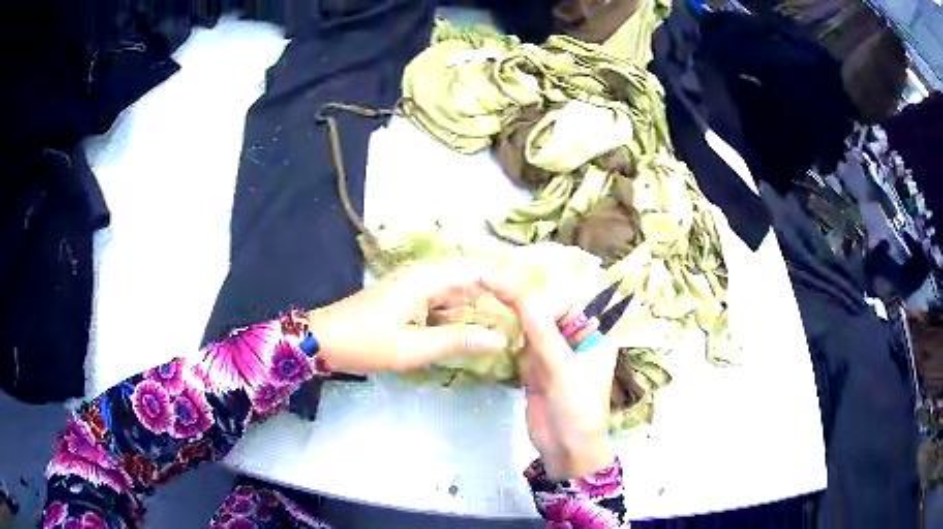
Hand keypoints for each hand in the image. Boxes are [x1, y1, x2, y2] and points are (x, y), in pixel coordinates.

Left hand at [306, 260, 506, 373]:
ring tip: (501, 326)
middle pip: (465, 282)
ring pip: (452, 295)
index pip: (474, 272)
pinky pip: (437, 304)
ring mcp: (410, 288)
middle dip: (491, 298)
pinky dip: (453, 317)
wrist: (322, 340)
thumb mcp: (414, 347)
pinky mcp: (403, 301)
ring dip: (473, 310)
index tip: (526, 299)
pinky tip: (467, 332)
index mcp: (425, 280)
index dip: (502, 281)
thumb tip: (498, 338)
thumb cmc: (366, 343)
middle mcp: (420, 277)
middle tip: (519, 318)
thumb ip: (457, 340)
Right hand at [481, 276, 615, 479]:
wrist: (566, 451)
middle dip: (518, 297)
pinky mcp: (534, 369)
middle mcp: (573, 339)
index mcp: (592, 335)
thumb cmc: (577, 410)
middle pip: (544, 310)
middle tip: (485, 278)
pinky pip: (519, 344)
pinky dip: (505, 333)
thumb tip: (519, 290)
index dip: (533, 293)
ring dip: (509, 311)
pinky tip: (488, 318)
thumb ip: (541, 330)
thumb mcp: (562, 369)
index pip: (562, 302)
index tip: (500, 282)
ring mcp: (552, 354)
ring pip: (529, 325)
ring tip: (482, 290)